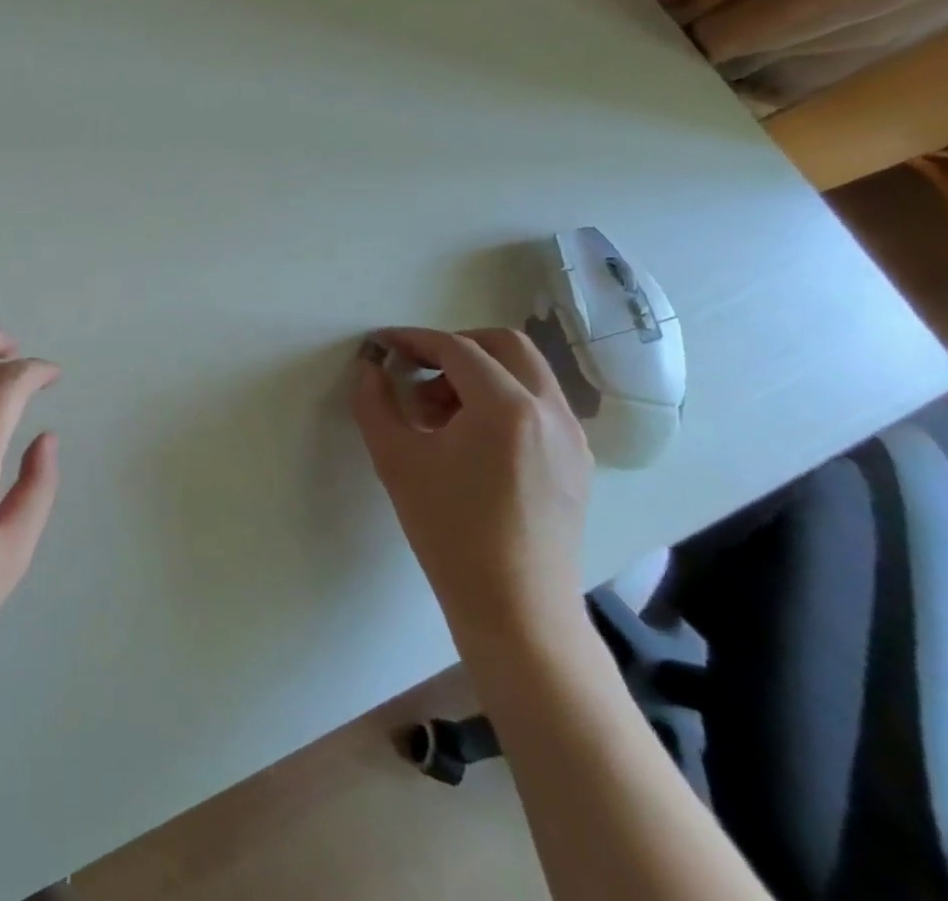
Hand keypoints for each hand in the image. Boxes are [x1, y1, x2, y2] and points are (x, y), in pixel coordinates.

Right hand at [353, 327, 591, 652]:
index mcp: (506, 407)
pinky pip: (540, 405)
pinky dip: (503, 399)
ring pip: (527, 373)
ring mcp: (572, 437)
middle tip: (416, 370)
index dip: (413, 340)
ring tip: (438, 413)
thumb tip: (370, 366)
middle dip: (454, 346)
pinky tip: (470, 438)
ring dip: (479, 373)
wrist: (515, 607)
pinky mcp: (577, 462)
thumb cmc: (448, 529)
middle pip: (505, 345)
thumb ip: (374, 400)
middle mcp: (549, 411)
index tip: (382, 345)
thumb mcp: (394, 457)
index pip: (456, 348)